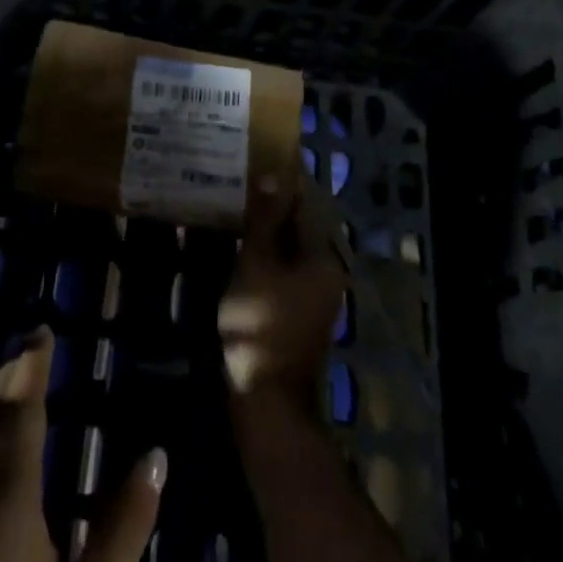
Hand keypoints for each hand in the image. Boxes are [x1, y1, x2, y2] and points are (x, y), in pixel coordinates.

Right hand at [218, 174, 347, 422]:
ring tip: (236, 205)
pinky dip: (266, 252)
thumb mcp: (258, 265)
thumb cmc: (261, 326)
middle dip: (273, 204)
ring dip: (268, 227)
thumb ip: (265, 220)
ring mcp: (314, 294)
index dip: (283, 181)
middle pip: (300, 226)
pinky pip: (284, 268)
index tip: (257, 159)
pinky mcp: (298, 311)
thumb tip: (272, 175)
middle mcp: (326, 271)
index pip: (306, 203)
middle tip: (241, 180)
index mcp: (323, 257)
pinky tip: (240, 244)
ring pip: (290, 248)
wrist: (268, 402)